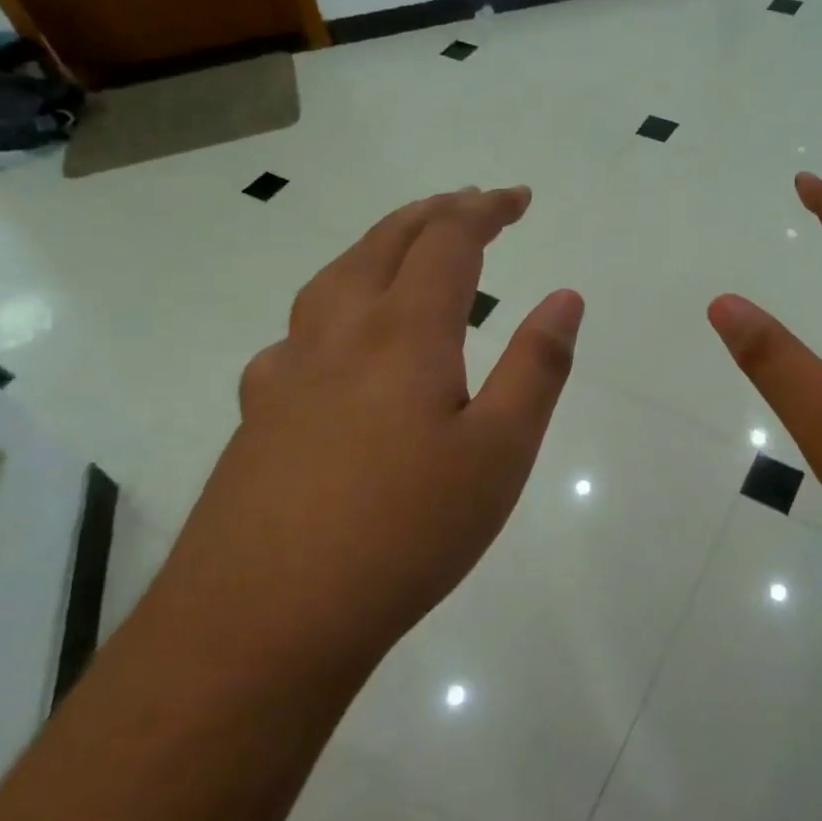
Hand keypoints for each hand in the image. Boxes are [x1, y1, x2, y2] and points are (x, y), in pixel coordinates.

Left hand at [158, 187, 583, 669]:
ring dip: (381, 245)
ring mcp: (287, 370)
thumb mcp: (499, 454)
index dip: (485, 209)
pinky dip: (337, 305)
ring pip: (335, 276)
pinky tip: (338, 345)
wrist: (262, 622)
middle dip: (435, 212)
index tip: (519, 198)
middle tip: (472, 204)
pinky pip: (301, 330)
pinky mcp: (257, 412)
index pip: (448, 240)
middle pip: (385, 241)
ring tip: (409, 250)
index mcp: (403, 332)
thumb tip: (564, 295)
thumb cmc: (403, 534)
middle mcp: (339, 332)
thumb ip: (536, 367)